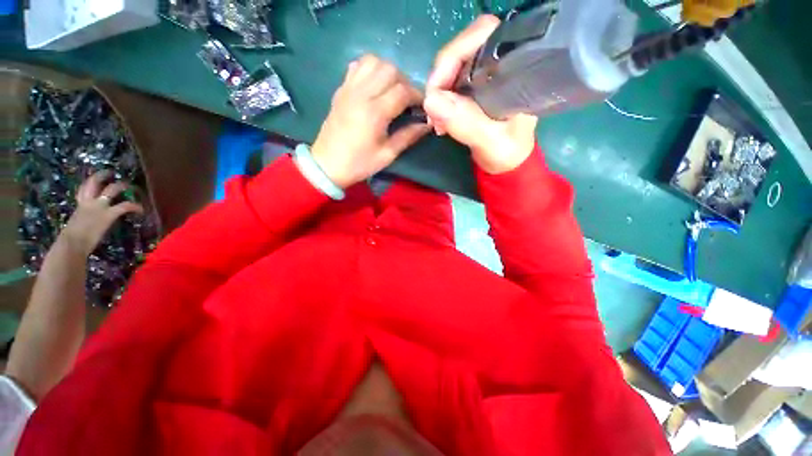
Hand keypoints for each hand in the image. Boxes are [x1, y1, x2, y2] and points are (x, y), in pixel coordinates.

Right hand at [60, 171, 143, 255]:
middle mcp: (87, 203)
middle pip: (93, 183)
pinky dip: (134, 206)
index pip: (82, 191)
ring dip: (121, 186)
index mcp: (78, 207)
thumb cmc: (69, 241)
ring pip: (111, 190)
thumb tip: (80, 230)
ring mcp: (98, 207)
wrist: (72, 244)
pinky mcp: (109, 214)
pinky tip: (141, 209)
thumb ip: (79, 223)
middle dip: (102, 175)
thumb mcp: (73, 227)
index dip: (88, 183)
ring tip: (130, 185)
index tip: (94, 178)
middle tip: (110, 172)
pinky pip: (125, 206)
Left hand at [311, 55, 430, 187]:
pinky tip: (375, 86)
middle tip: (408, 100)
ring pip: (373, 61)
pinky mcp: (341, 90)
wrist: (327, 164)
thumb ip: (408, 136)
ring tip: (392, 91)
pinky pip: (357, 66)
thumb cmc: (359, 163)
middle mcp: (361, 94)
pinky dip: (371, 70)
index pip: (403, 91)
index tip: (423, 107)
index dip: (418, 96)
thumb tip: (426, 124)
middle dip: (405, 82)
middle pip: (390, 70)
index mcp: (375, 113)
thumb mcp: (387, 155)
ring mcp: (349, 89)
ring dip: (388, 72)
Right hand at [424, 15, 537, 173]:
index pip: (483, 34)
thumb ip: (467, 123)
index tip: (438, 90)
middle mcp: (502, 64)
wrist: (507, 163)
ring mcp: (486, 74)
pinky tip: (440, 120)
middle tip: (435, 114)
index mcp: (517, 68)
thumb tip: (431, 100)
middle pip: (462, 50)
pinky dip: (440, 100)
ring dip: (438, 93)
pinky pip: (450, 83)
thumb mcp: (491, 142)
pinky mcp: (475, 86)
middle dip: (441, 79)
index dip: (455, 55)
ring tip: (437, 123)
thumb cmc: (508, 153)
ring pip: (452, 67)